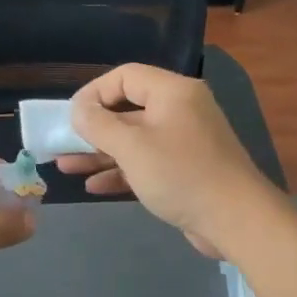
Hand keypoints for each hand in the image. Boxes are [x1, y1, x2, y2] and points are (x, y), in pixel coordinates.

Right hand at [59, 64, 280, 257]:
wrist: (234, 219)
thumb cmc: (180, 174)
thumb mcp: (132, 147)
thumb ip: (99, 125)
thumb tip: (78, 109)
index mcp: (173, 92)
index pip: (126, 76)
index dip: (94, 92)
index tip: (70, 115)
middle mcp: (180, 111)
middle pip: (128, 110)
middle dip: (92, 129)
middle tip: (62, 143)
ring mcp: (183, 143)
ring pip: (134, 141)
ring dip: (100, 153)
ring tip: (66, 167)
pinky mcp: (184, 171)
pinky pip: (146, 164)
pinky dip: (121, 172)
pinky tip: (94, 186)